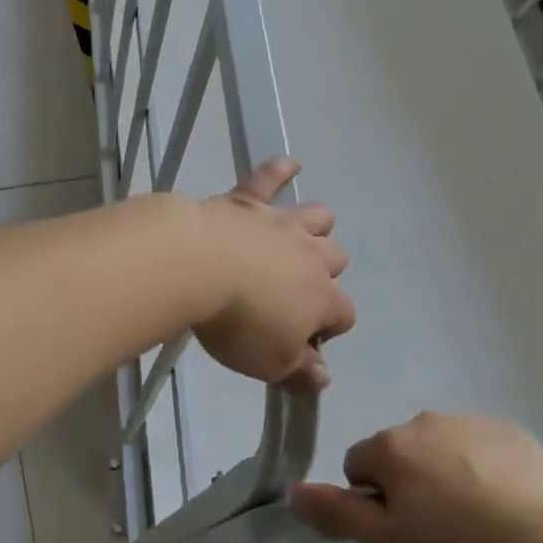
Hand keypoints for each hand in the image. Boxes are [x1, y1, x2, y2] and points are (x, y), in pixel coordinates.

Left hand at [192, 158, 354, 389]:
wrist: (198, 266)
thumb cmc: (238, 323)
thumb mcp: (270, 363)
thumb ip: (300, 370)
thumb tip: (324, 377)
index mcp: (322, 298)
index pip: (344, 314)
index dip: (330, 328)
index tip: (304, 341)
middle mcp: (311, 256)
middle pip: (337, 259)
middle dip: (327, 274)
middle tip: (298, 289)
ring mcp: (281, 224)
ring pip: (317, 217)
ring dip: (316, 226)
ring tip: (306, 234)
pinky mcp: (248, 200)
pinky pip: (270, 177)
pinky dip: (281, 170)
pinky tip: (290, 164)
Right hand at [289, 412, 542, 542]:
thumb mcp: (388, 541)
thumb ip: (335, 513)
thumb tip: (292, 490)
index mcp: (390, 445)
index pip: (358, 466)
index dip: (373, 502)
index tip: (403, 530)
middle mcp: (422, 420)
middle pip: (398, 453)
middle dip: (408, 484)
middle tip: (438, 529)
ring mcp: (468, 420)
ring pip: (437, 448)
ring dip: (442, 474)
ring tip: (475, 518)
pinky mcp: (506, 428)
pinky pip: (476, 446)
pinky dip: (479, 467)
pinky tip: (502, 501)